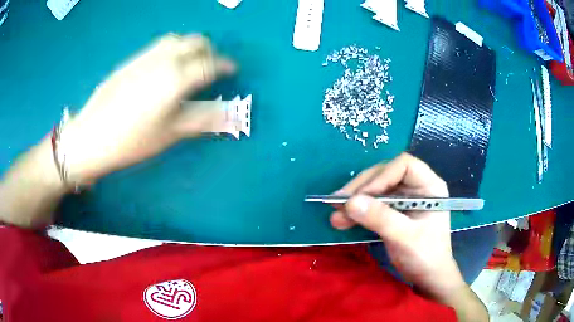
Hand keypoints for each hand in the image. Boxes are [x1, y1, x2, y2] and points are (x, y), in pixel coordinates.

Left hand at [61, 34, 234, 183]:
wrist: (91, 135)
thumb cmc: (132, 140)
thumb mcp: (169, 134)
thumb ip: (201, 120)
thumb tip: (229, 114)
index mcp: (176, 78)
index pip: (210, 64)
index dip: (225, 65)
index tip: (233, 69)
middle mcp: (163, 60)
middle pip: (195, 43)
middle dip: (209, 50)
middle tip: (213, 65)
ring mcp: (145, 57)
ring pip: (177, 39)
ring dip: (190, 45)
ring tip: (192, 61)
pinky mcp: (131, 61)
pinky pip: (159, 45)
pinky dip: (173, 48)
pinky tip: (167, 63)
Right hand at [330, 153, 464, 301]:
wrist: (427, 277)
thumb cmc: (425, 256)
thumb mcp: (405, 237)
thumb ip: (380, 218)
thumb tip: (350, 202)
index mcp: (429, 186)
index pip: (403, 166)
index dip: (381, 176)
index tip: (361, 196)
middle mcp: (415, 187)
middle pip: (385, 175)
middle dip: (361, 189)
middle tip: (338, 203)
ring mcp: (403, 199)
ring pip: (375, 190)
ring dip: (354, 201)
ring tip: (335, 215)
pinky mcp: (393, 212)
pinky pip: (372, 205)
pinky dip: (357, 212)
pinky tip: (342, 220)